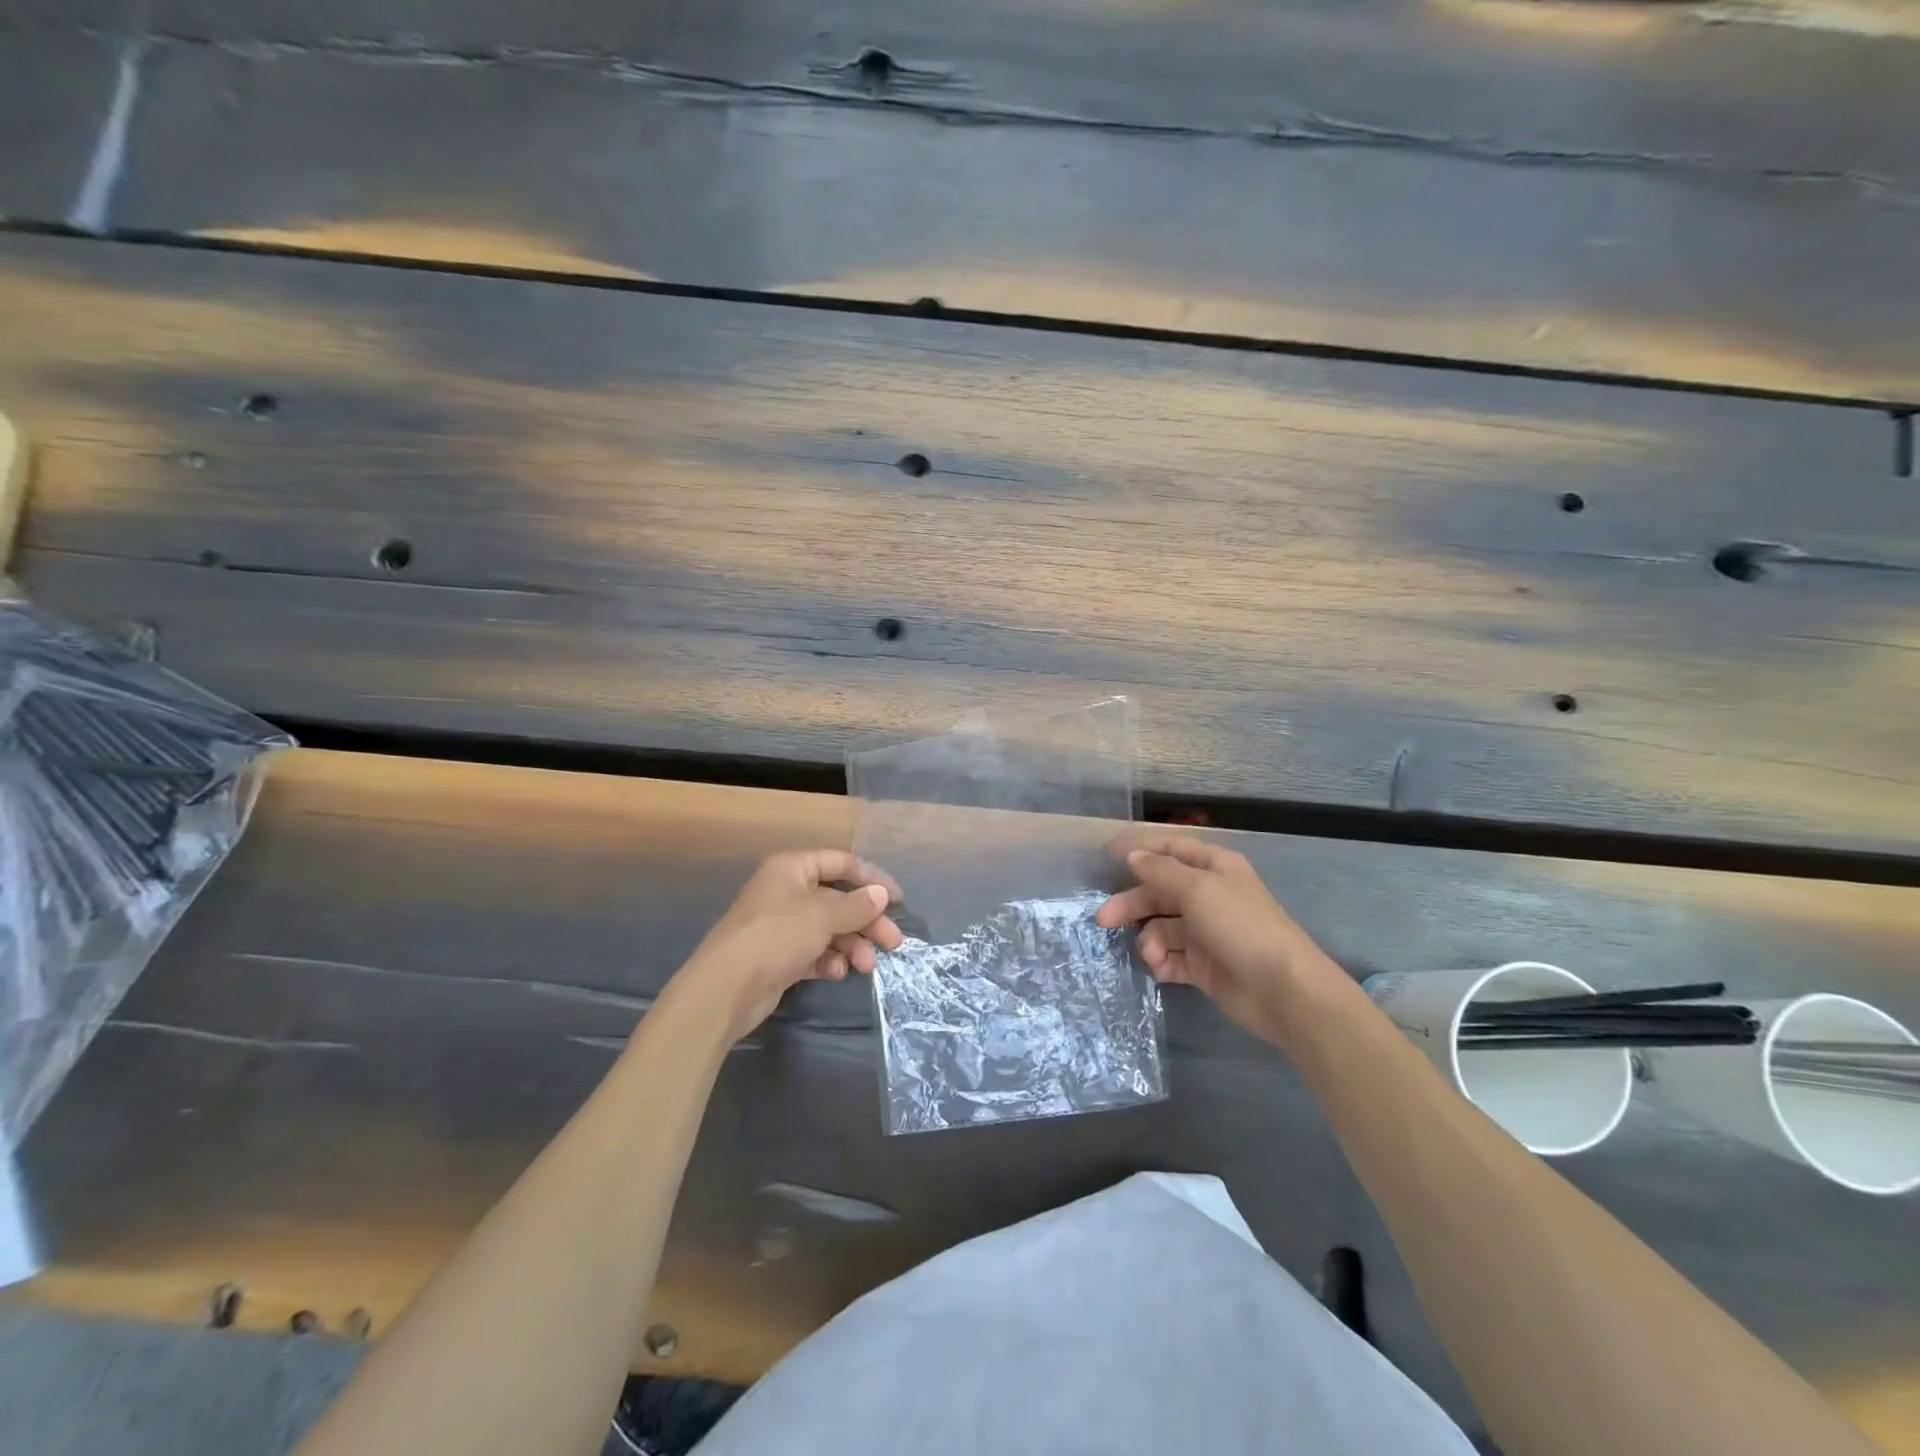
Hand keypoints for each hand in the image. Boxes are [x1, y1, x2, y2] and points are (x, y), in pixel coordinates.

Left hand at [681, 850, 902, 1039]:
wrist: (725, 989)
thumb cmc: (776, 936)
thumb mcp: (822, 915)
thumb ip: (856, 905)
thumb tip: (881, 895)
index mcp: (792, 868)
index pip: (841, 863)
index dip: (871, 878)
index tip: (897, 900)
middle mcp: (787, 892)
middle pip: (838, 899)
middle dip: (866, 921)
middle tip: (892, 942)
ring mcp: (782, 926)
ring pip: (829, 928)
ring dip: (852, 944)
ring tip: (866, 965)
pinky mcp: (780, 957)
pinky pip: (814, 952)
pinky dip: (829, 961)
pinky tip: (836, 973)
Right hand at [1095, 831, 1337, 1046]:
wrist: (1282, 989)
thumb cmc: (1240, 926)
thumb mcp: (1197, 889)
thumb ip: (1160, 871)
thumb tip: (1133, 857)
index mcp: (1214, 867)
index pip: (1171, 849)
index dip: (1140, 850)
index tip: (1107, 855)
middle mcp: (1208, 895)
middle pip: (1158, 892)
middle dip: (1132, 904)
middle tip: (1103, 919)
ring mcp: (1205, 932)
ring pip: (1161, 927)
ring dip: (1150, 940)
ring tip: (1152, 955)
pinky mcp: (1203, 965)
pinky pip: (1170, 957)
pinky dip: (1162, 962)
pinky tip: (1161, 969)